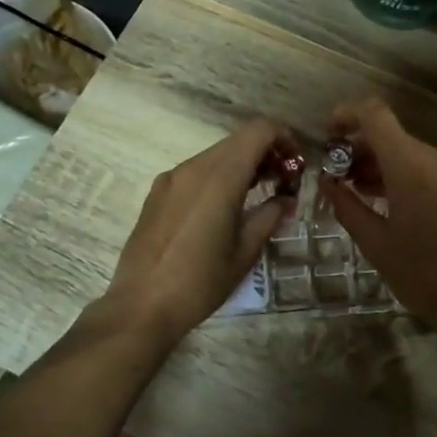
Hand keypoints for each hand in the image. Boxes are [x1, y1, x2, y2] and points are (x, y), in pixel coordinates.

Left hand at [104, 118, 294, 346]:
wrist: (141, 305)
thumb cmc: (201, 282)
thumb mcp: (245, 252)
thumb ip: (270, 216)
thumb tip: (286, 199)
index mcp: (219, 177)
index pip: (258, 130)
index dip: (283, 137)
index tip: (295, 163)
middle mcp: (193, 167)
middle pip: (238, 140)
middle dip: (265, 152)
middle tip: (282, 182)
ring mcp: (171, 178)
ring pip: (215, 154)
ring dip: (241, 164)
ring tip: (255, 196)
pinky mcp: (157, 193)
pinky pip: (195, 171)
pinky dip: (217, 176)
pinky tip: (222, 208)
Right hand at [320, 99, 436, 338]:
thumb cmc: (421, 275)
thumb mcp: (374, 243)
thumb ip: (347, 205)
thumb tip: (326, 181)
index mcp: (410, 166)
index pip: (375, 114)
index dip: (347, 114)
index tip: (328, 134)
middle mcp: (436, 159)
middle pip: (392, 135)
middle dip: (360, 148)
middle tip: (337, 175)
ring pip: (411, 152)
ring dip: (382, 163)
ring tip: (358, 191)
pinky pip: (430, 169)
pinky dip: (405, 175)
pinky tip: (391, 202)